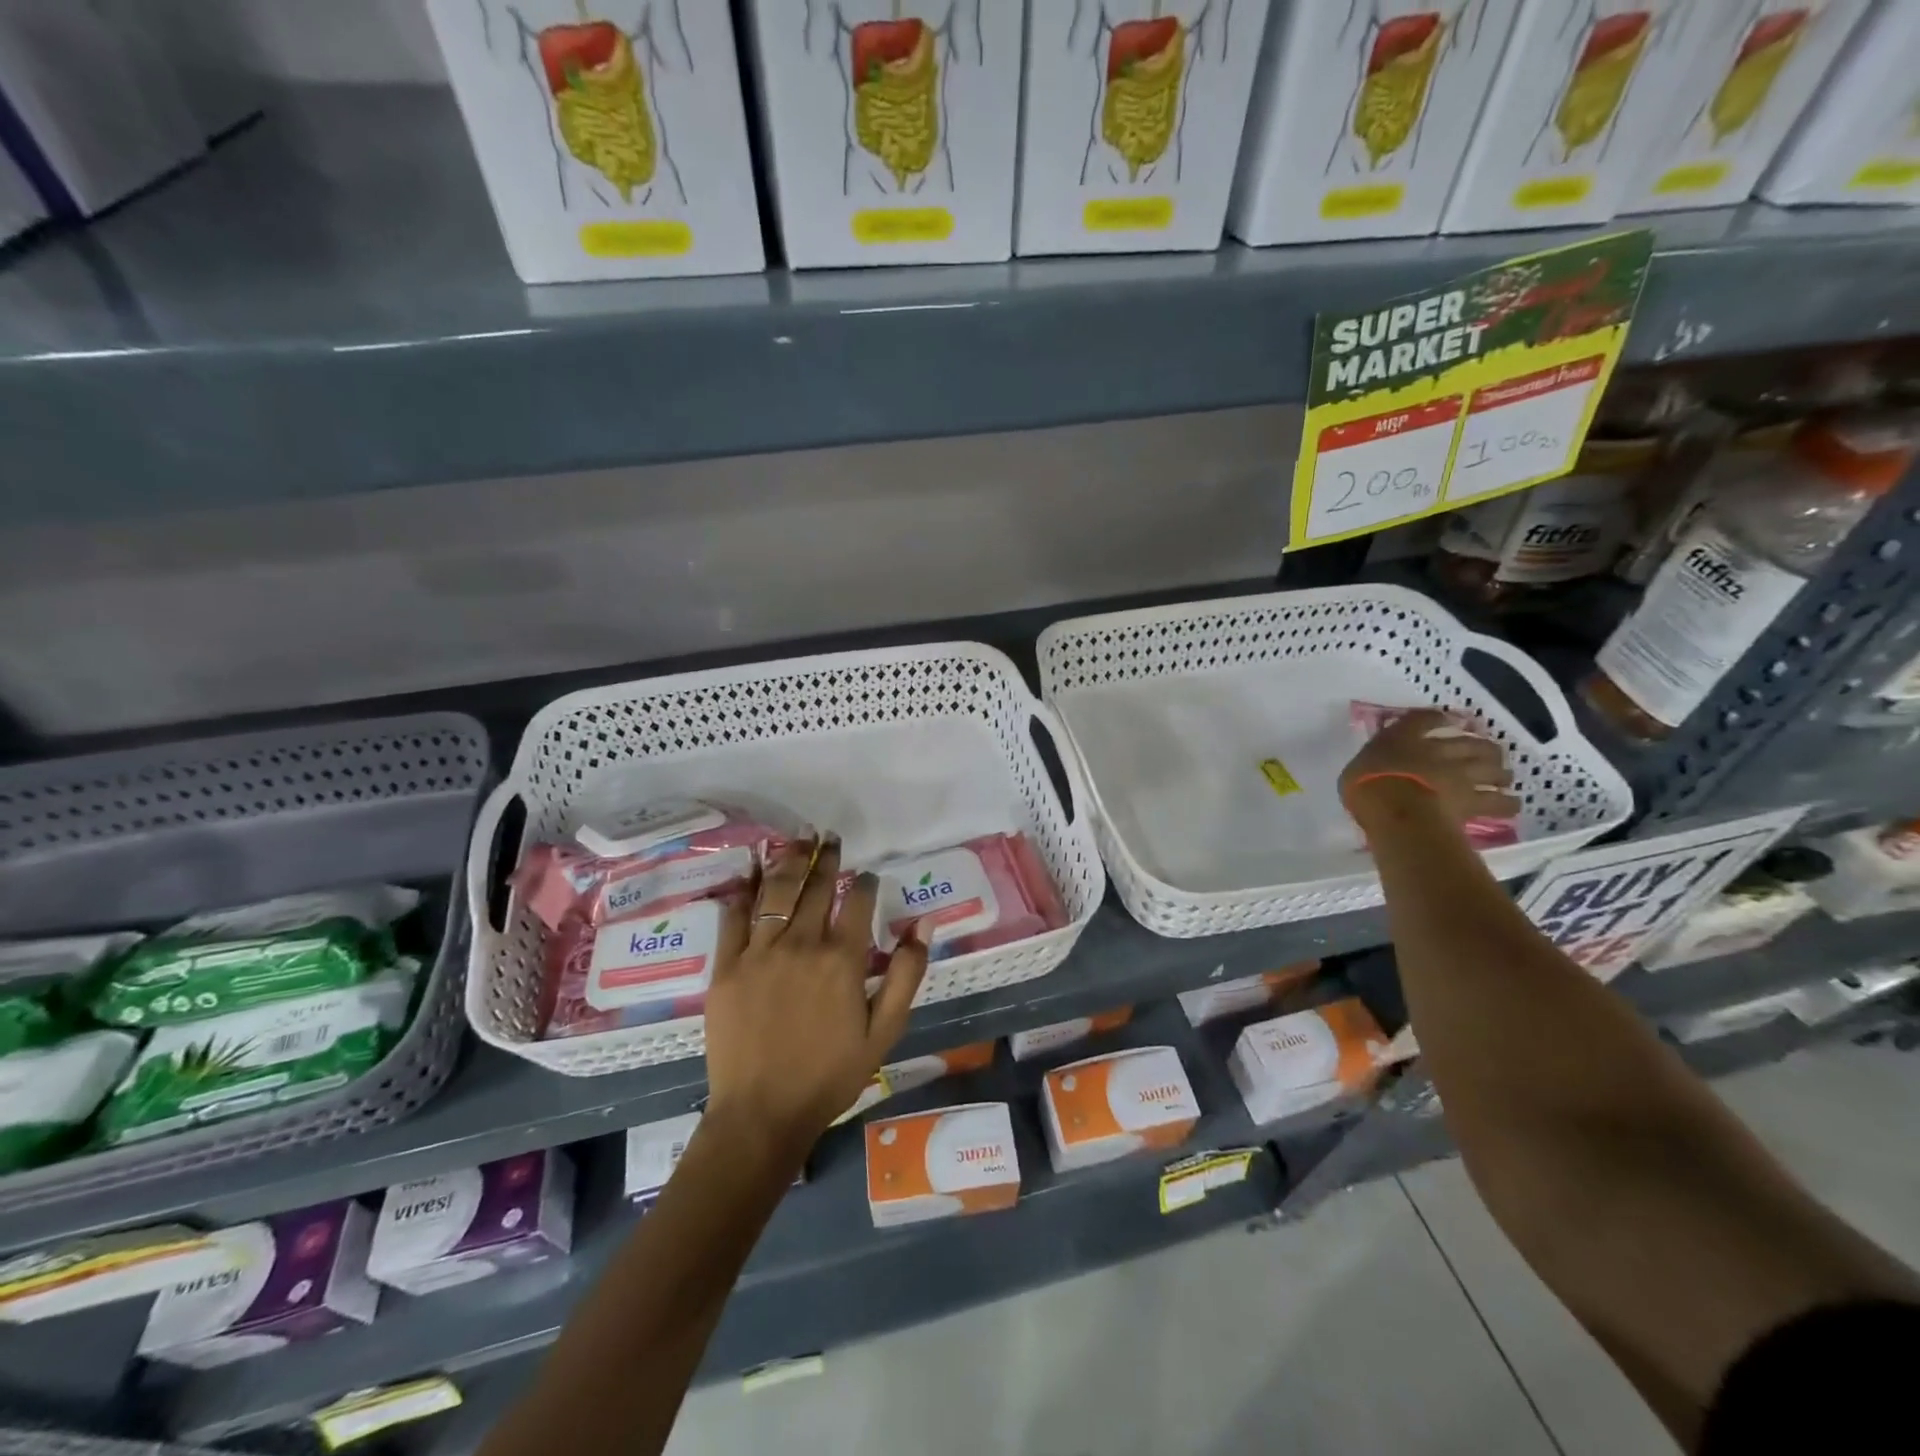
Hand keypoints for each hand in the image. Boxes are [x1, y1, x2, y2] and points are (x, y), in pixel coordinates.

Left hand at [702, 836, 929, 1160]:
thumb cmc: (830, 1075)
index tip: (868, 875)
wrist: (762, 1113)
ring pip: (777, 892)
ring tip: (799, 838)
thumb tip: (924, 923)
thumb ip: (907, 973)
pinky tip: (750, 869)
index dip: (865, 883)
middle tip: (830, 837)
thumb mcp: (884, 1031)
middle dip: (827, 859)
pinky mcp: (727, 965)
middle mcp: (802, 944)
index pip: (858, 902)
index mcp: (842, 959)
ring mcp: (760, 952)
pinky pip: (735, 916)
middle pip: (816, 888)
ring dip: (790, 860)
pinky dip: (744, 889)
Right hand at [1339, 708, 1519, 829]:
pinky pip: (1499, 801)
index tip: (1448, 721)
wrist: (1395, 808)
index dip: (1439, 718)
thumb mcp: (1355, 769)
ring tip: (1502, 777)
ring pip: (1492, 768)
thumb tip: (1375, 766)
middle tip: (1486, 752)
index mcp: (1404, 738)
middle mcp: (1438, 751)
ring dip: (1499, 772)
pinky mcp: (1473, 801)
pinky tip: (1510, 803)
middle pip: (1471, 742)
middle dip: (1482, 746)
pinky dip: (1507, 802)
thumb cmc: (1365, 785)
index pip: (1424, 719)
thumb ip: (1372, 764)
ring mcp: (1460, 775)